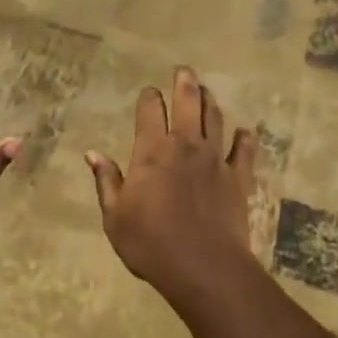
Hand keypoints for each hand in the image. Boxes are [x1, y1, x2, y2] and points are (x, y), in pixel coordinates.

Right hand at [86, 67, 259, 300]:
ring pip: (215, 120)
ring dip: (210, 102)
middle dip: (185, 84)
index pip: (149, 112)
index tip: (148, 92)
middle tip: (185, 70)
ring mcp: (215, 160)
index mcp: (151, 152)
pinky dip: (245, 139)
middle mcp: (185, 146)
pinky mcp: (239, 178)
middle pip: (187, 104)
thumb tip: (92, 153)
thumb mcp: (115, 217)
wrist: (203, 267)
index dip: (148, 99)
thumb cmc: (150, 243)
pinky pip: (245, 151)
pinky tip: (245, 132)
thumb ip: (107, 181)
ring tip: (207, 91)